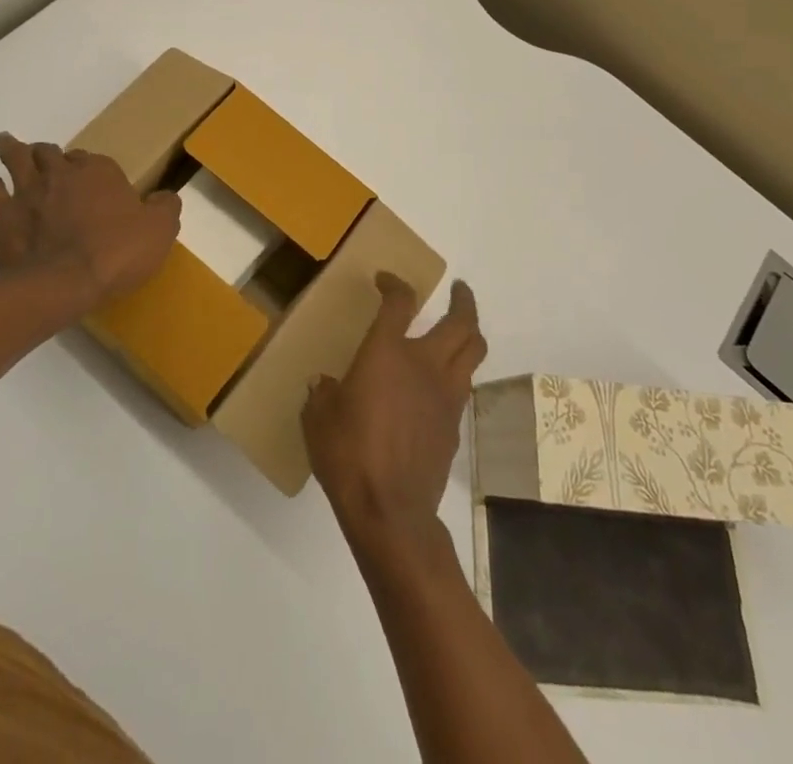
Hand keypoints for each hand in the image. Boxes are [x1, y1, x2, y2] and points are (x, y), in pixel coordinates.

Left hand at [0, 133, 180, 313]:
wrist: (65, 283)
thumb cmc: (117, 253)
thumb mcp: (159, 231)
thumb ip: (165, 208)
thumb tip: (166, 197)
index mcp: (99, 172)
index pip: (90, 158)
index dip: (86, 165)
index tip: (86, 173)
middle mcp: (61, 173)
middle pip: (49, 152)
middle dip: (46, 152)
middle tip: (43, 154)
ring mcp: (27, 191)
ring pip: (16, 159)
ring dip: (12, 150)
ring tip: (6, 144)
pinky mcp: (1, 215)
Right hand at [304, 276, 486, 554]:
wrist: (391, 511)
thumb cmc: (348, 456)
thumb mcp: (318, 419)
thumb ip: (322, 393)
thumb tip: (323, 384)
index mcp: (387, 353)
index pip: (400, 302)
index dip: (394, 284)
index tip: (385, 281)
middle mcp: (424, 364)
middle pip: (460, 322)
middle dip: (463, 300)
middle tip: (459, 290)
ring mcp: (445, 394)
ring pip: (473, 350)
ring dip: (470, 331)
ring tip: (462, 326)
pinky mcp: (454, 424)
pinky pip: (463, 385)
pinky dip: (458, 372)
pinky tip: (442, 381)